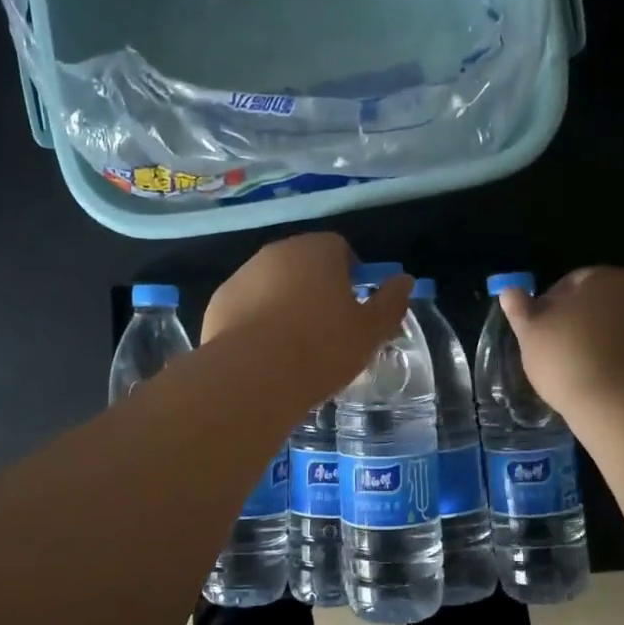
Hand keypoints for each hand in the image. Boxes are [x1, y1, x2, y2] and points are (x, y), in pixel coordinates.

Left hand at [204, 233, 413, 401]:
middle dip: (316, 288)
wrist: (253, 376)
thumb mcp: (370, 331)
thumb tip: (404, 281)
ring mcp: (242, 275)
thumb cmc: (321, 348)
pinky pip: (247, 306)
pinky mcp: (219, 302)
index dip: (351, 274)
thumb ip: (391, 302)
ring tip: (294, 345)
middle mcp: (277, 252)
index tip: (354, 306)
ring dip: (285, 303)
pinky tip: (265, 353)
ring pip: (272, 284)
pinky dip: (257, 321)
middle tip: (327, 328)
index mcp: (317, 250)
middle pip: (304, 264)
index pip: (340, 248)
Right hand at [498, 267, 623, 419]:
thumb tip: (509, 291)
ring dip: (600, 342)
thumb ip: (520, 309)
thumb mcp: (531, 333)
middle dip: (578, 323)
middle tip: (556, 353)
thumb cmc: (569, 358)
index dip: (549, 305)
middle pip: (598, 303)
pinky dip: (619, 361)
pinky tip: (603, 382)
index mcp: (603, 277)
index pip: (571, 282)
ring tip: (579, 372)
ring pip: (618, 328)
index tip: (538, 332)